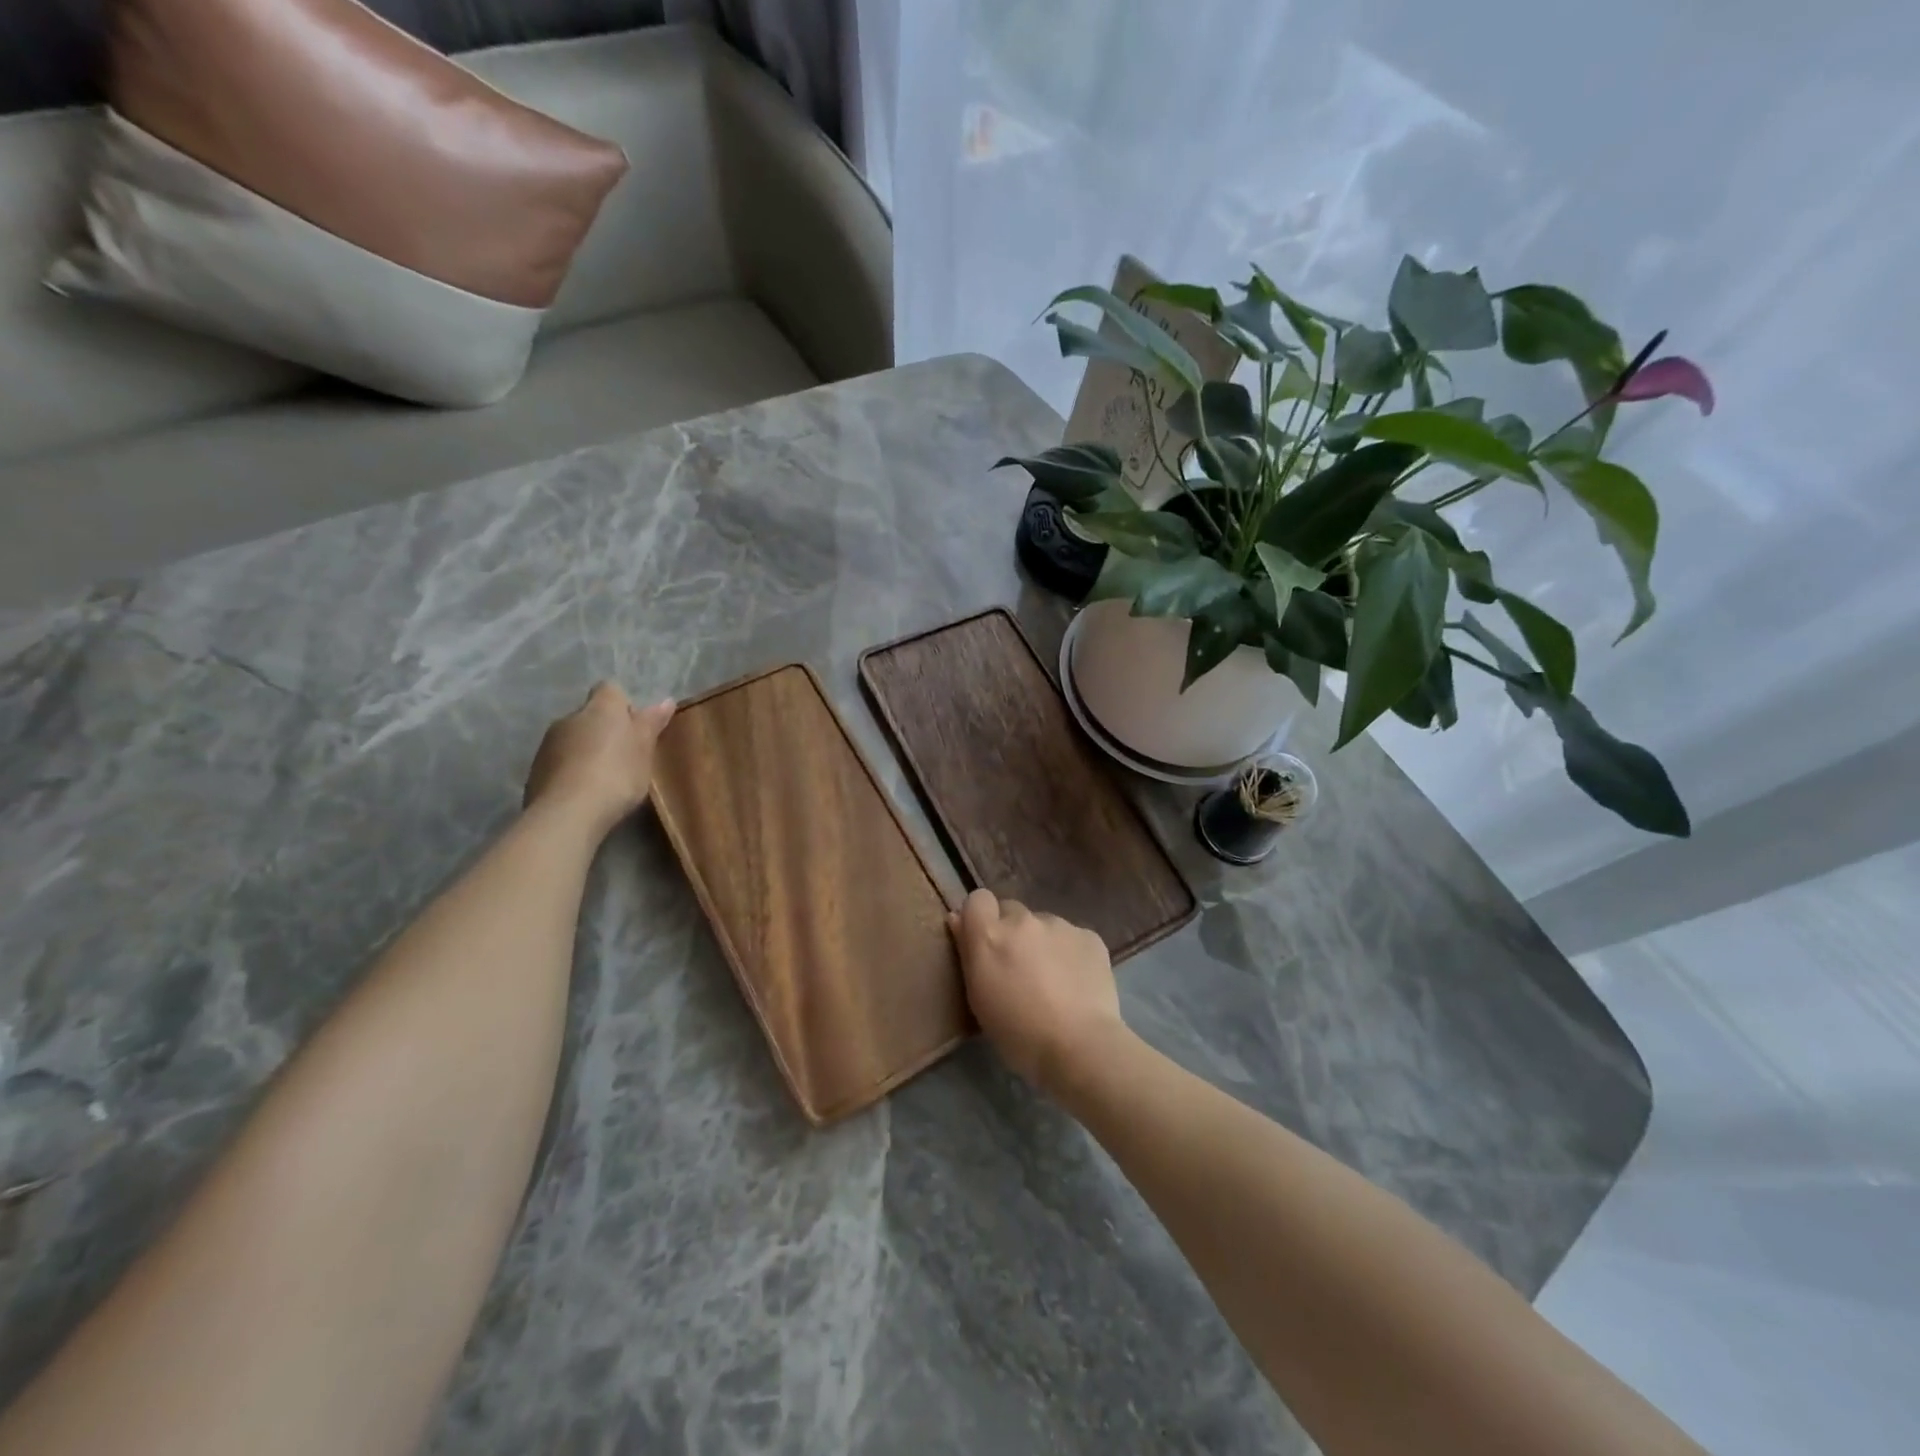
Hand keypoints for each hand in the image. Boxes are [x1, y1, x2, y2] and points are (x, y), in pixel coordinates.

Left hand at [523, 682, 675, 837]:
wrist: (568, 813)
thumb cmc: (617, 774)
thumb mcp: (644, 750)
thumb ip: (651, 723)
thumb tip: (665, 701)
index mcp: (600, 708)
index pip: (611, 690)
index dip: (624, 705)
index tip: (636, 728)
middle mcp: (570, 717)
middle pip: (591, 715)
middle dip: (606, 730)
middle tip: (626, 756)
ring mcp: (548, 743)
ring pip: (573, 739)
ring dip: (587, 751)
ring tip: (605, 778)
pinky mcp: (535, 770)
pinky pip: (560, 762)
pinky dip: (572, 770)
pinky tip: (584, 792)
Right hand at [948, 889, 1126, 1093]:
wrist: (1080, 1047)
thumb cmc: (1019, 1034)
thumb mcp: (979, 999)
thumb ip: (968, 952)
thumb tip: (958, 919)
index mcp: (990, 935)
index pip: (977, 899)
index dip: (980, 917)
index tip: (984, 942)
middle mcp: (1023, 920)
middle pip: (1011, 911)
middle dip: (1012, 932)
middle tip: (1019, 967)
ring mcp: (1059, 925)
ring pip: (1044, 925)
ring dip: (1042, 943)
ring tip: (1054, 980)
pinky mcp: (1089, 936)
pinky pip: (1072, 937)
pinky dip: (1070, 953)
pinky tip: (1077, 983)